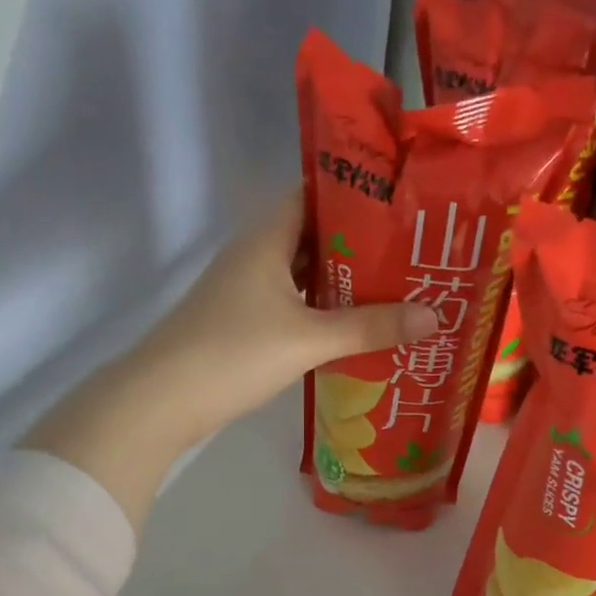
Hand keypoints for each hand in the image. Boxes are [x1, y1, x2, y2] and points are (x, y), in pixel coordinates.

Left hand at [26, 191, 436, 527]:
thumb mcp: (309, 339)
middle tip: (410, 251)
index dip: (355, 193)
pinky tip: (351, 327)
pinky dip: (320, 311)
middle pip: (312, 236)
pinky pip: (291, 305)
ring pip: (301, 275)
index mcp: (266, 240)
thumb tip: (435, 316)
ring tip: (394, 287)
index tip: (401, 202)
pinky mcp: (241, 324)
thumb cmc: (234, 353)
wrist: (161, 401)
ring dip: (341, 281)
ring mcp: (244, 291)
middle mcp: (253, 256)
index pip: (312, 194)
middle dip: (359, 243)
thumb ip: (370, 327)